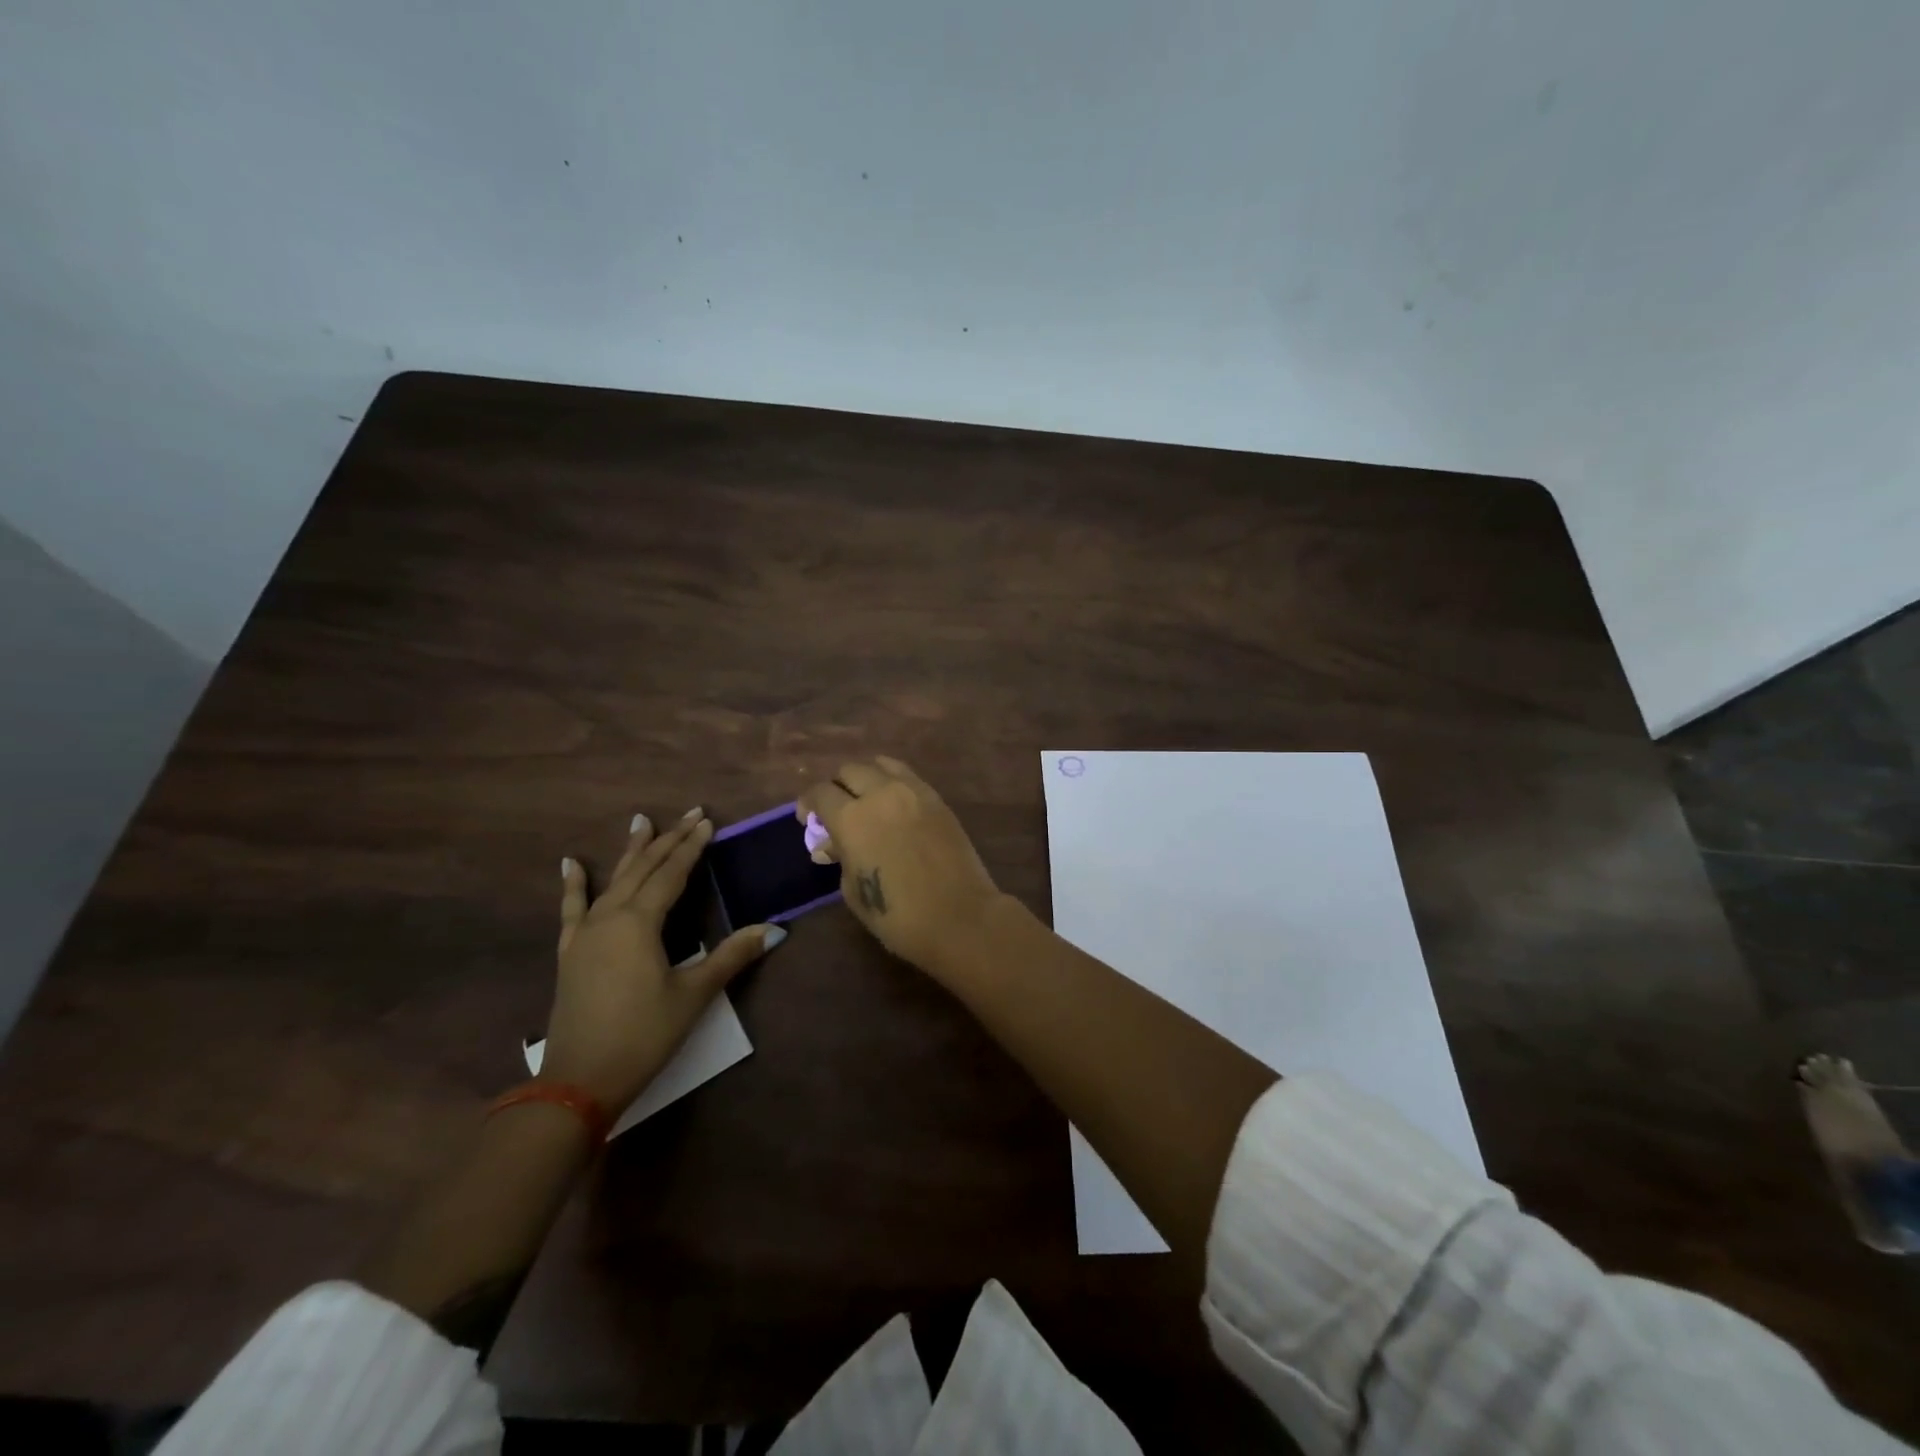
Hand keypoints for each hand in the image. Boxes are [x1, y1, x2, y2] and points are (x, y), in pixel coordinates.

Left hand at [543, 808, 781, 1112]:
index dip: (692, 847)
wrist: (580, 1080)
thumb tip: (773, 929)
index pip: (672, 873)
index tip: (708, 822)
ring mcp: (586, 934)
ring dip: (631, 852)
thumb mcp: (693, 995)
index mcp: (640, 922)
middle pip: (644, 869)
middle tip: (689, 814)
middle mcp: (611, 917)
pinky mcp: (571, 952)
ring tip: (640, 821)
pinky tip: (570, 864)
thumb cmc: (643, 1035)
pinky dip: (573, 885)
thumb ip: (731, 956)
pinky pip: (573, 909)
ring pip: (613, 881)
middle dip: (668, 840)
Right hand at [798, 757, 1006, 972]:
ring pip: (881, 764)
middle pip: (850, 771)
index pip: (820, 794)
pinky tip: (893, 805)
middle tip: (837, 810)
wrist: (959, 916)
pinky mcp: (937, 799)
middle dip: (837, 787)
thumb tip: (831, 845)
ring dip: (867, 778)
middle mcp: (881, 794)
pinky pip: (908, 776)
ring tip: (867, 800)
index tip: (808, 820)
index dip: (808, 804)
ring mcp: (914, 791)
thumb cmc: (897, 915)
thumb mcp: (853, 890)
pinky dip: (893, 782)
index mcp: (852, 818)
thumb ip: (841, 858)